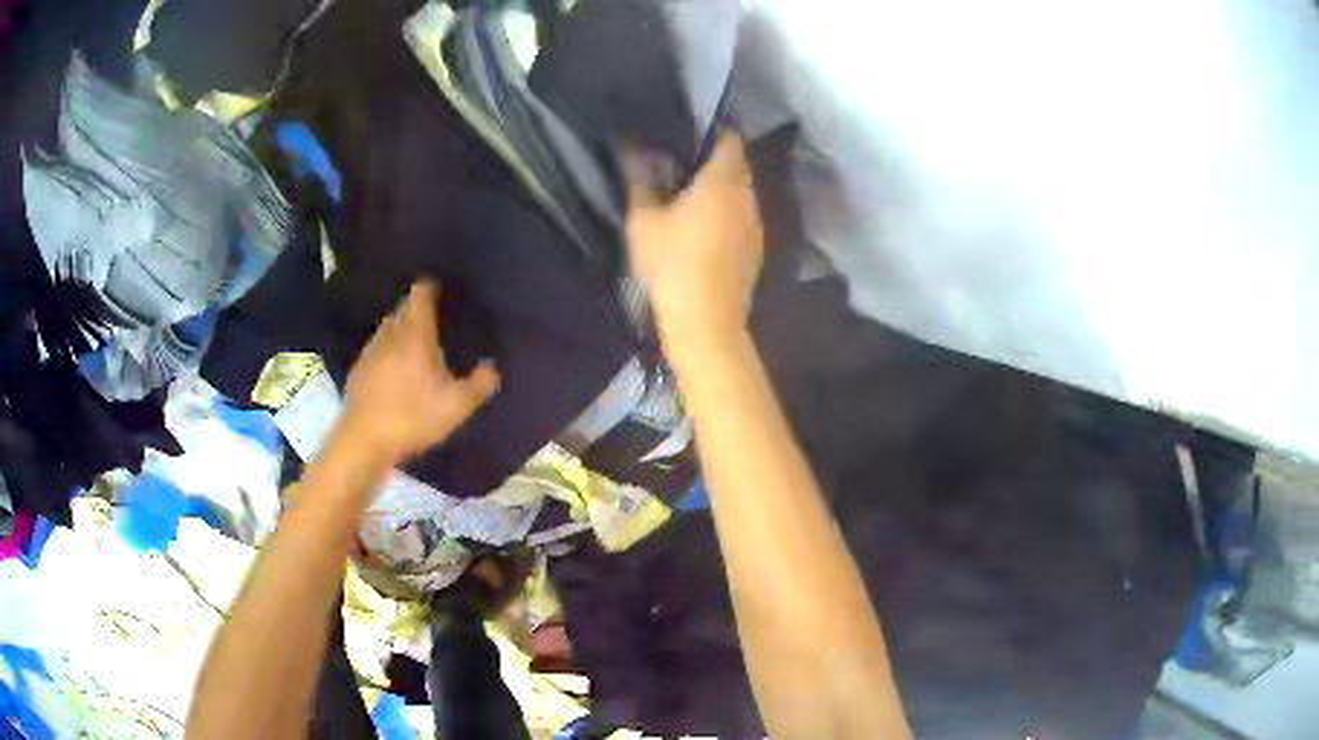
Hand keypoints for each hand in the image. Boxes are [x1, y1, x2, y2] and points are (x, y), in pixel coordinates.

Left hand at [341, 280, 499, 463]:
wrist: (364, 440)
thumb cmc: (413, 417)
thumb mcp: (457, 407)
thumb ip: (479, 385)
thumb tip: (492, 367)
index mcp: (416, 335)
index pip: (420, 295)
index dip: (430, 287)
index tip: (440, 288)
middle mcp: (391, 335)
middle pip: (402, 309)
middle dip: (415, 309)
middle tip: (432, 319)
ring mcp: (370, 352)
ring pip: (387, 330)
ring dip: (399, 331)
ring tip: (413, 344)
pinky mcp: (357, 371)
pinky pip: (375, 351)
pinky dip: (385, 353)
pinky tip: (392, 371)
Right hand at [625, 133, 764, 347]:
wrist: (706, 323)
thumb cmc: (673, 266)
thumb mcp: (643, 222)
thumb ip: (639, 182)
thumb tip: (631, 150)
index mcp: (723, 181)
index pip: (729, 138)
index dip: (711, 130)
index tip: (687, 132)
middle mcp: (748, 197)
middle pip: (736, 166)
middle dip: (712, 161)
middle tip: (679, 164)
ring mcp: (756, 226)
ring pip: (740, 194)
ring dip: (720, 190)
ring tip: (688, 196)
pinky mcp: (756, 251)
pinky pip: (742, 218)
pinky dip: (726, 215)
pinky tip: (703, 230)